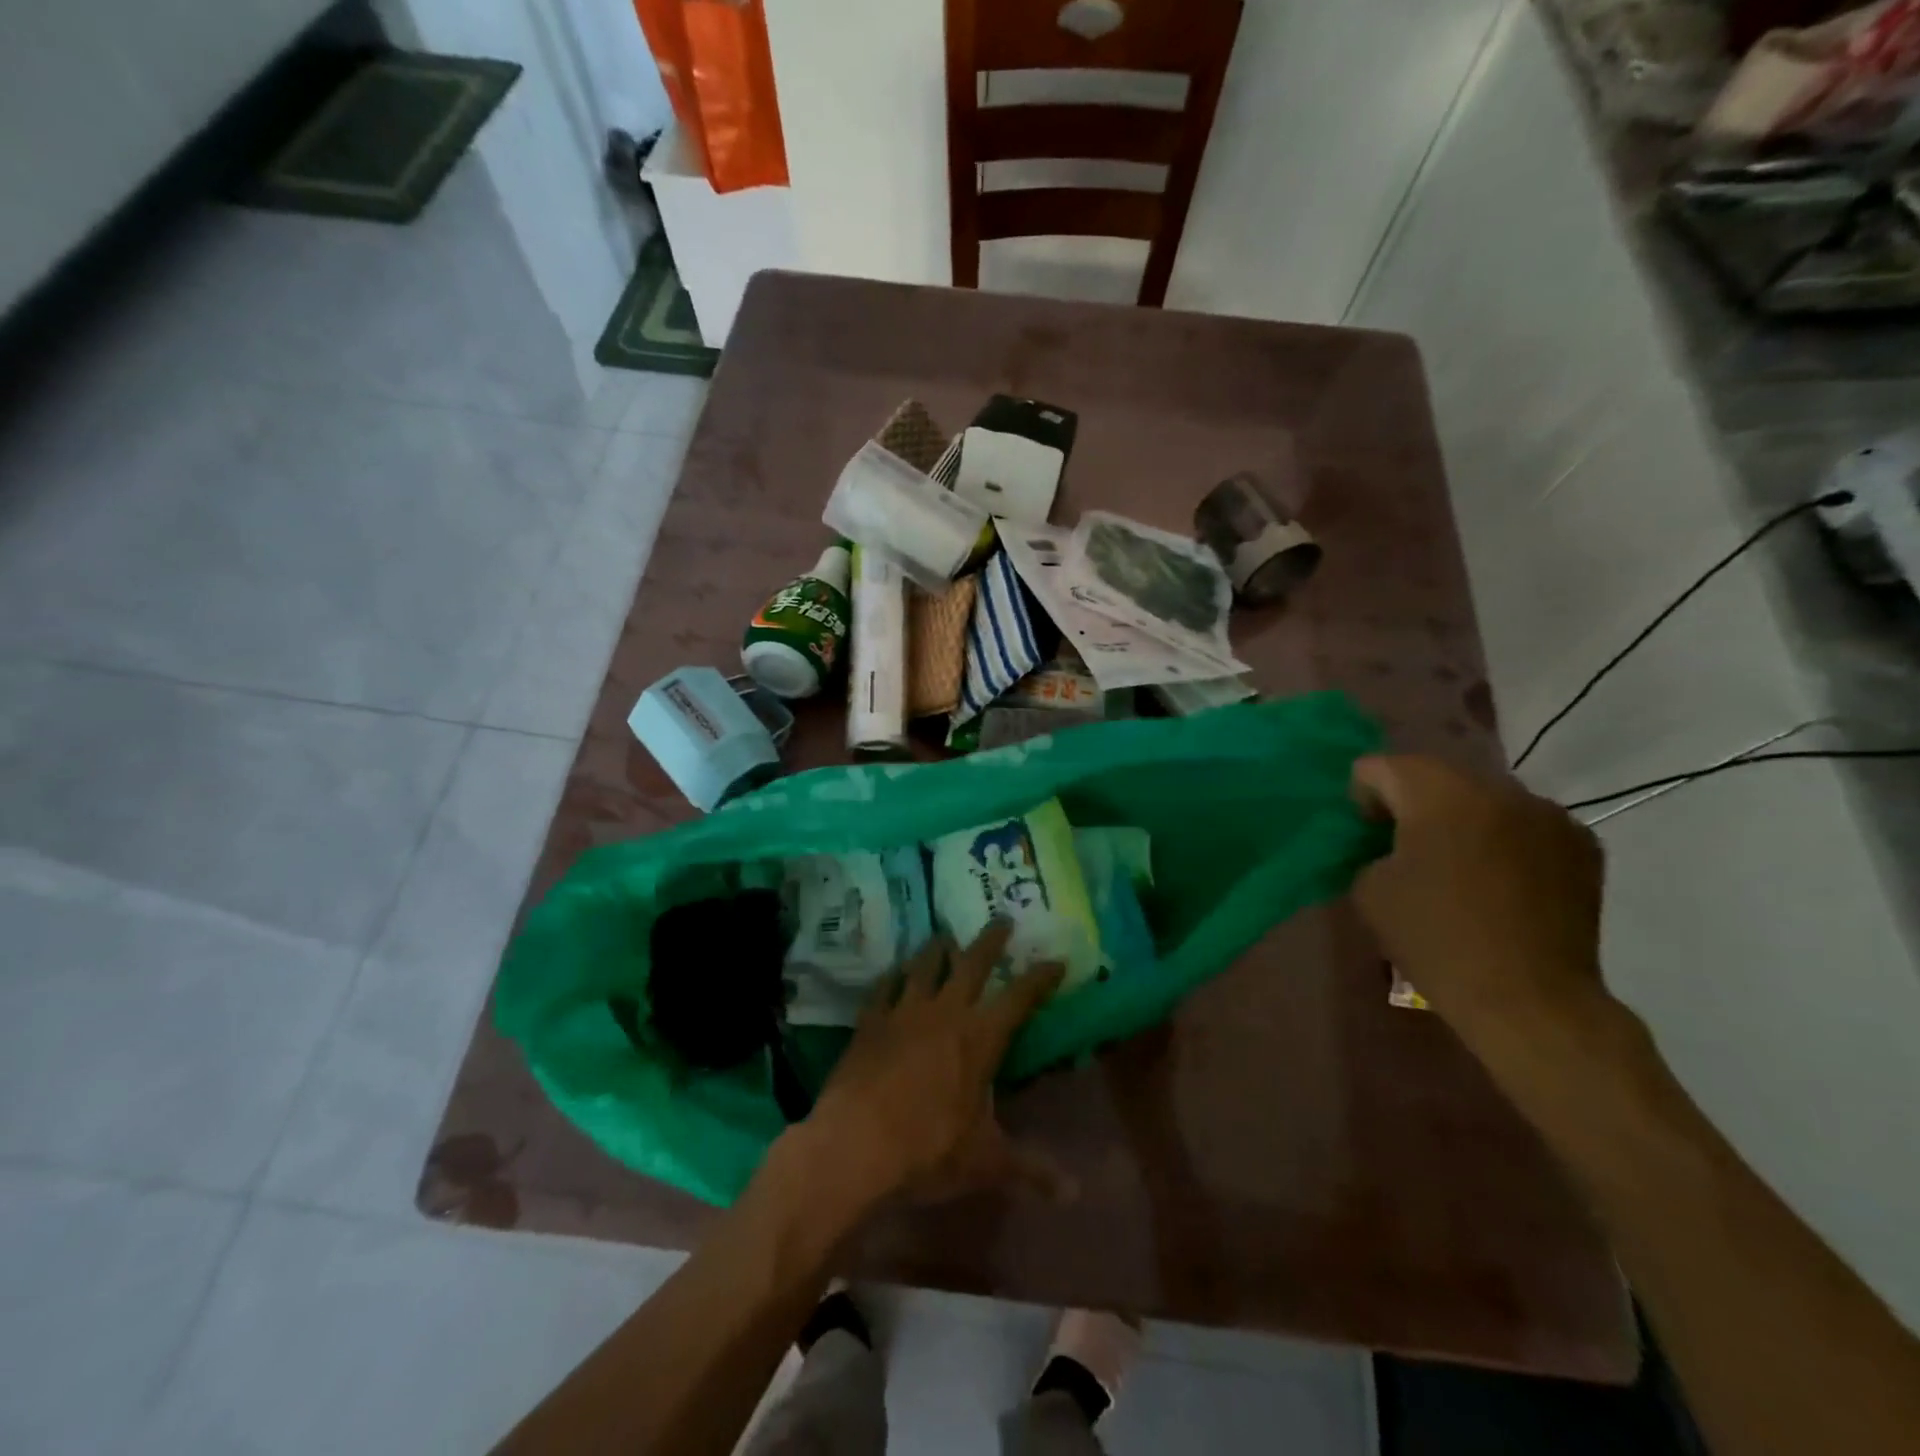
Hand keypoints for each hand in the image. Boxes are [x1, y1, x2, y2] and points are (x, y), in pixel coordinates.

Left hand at [797, 922, 1071, 1212]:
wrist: (854, 1146)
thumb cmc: (928, 1151)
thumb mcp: (986, 1163)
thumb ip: (1031, 1170)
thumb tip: (1075, 1196)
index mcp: (980, 1037)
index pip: (1020, 997)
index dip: (1040, 977)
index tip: (1055, 961)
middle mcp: (945, 1012)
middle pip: (972, 963)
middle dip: (991, 940)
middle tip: (1002, 919)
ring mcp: (903, 1011)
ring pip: (925, 964)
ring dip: (938, 948)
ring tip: (945, 935)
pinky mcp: (870, 1021)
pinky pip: (885, 986)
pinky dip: (894, 975)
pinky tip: (895, 972)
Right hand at [1351, 755, 1608, 1046]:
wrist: (1529, 999)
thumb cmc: (1436, 939)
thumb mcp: (1369, 888)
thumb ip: (1370, 847)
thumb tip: (1388, 840)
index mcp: (1440, 794)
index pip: (1381, 767)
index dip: (1362, 797)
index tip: (1364, 835)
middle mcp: (1499, 788)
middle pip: (1435, 776)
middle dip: (1412, 803)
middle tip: (1401, 847)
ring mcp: (1548, 814)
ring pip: (1482, 797)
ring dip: (1459, 819)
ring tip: (1454, 865)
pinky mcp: (1581, 844)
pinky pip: (1523, 823)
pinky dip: (1501, 838)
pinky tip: (1497, 881)